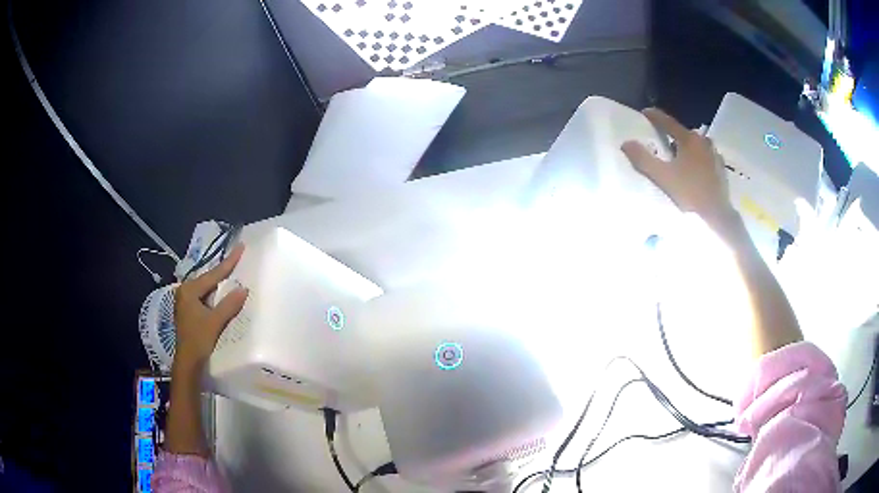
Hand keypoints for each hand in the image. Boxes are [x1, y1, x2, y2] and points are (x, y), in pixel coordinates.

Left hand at [173, 244, 247, 370]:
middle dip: (223, 271)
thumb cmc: (198, 340)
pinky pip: (205, 296)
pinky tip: (222, 293)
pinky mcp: (189, 311)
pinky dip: (215, 294)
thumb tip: (243, 288)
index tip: (240, 246)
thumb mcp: (214, 322)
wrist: (188, 362)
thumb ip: (228, 304)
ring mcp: (186, 301)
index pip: (213, 274)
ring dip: (219, 283)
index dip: (228, 262)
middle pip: (208, 279)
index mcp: (189, 290)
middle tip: (237, 258)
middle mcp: (185, 291)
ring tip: (232, 272)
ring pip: (206, 288)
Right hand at [621, 108, 738, 230]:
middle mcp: (703, 142)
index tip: (645, 112)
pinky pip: (704, 157)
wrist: (718, 216)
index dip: (654, 117)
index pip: (668, 122)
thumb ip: (643, 159)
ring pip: (695, 145)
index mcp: (689, 139)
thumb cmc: (690, 193)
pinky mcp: (720, 169)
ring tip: (677, 158)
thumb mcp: (662, 177)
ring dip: (685, 148)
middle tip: (661, 143)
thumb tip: (626, 143)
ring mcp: (714, 155)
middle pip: (683, 133)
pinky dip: (696, 159)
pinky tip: (693, 171)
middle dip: (671, 135)